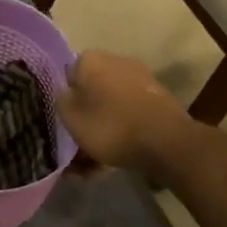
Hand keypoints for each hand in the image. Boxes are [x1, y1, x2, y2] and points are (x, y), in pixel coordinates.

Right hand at [57, 50, 193, 178]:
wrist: (166, 141)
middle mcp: (116, 62)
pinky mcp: (156, 100)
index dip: (64, 100)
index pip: (68, 75)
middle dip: (84, 119)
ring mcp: (139, 81)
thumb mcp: (71, 117)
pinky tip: (112, 162)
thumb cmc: (110, 125)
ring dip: (100, 131)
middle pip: (91, 92)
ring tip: (90, 166)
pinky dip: (119, 134)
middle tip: (76, 147)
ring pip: (109, 108)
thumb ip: (60, 100)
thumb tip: (63, 90)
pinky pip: (128, 116)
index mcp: (91, 60)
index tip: (63, 122)